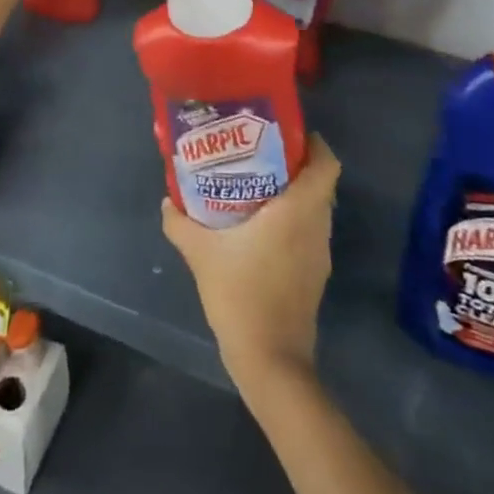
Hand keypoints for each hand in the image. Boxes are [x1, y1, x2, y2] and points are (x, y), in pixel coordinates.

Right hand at [162, 136, 341, 392]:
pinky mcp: (314, 275)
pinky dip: (290, 220)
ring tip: (253, 184)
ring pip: (314, 209)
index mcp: (298, 211)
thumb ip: (180, 222)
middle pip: (319, 183)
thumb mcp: (200, 253)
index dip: (313, 143)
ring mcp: (319, 254)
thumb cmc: (241, 294)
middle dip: (293, 164)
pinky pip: (307, 232)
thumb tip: (167, 201)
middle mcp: (316, 227)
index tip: (286, 132)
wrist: (270, 361)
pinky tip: (258, 226)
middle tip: (258, 152)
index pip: (326, 164)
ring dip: (291, 193)